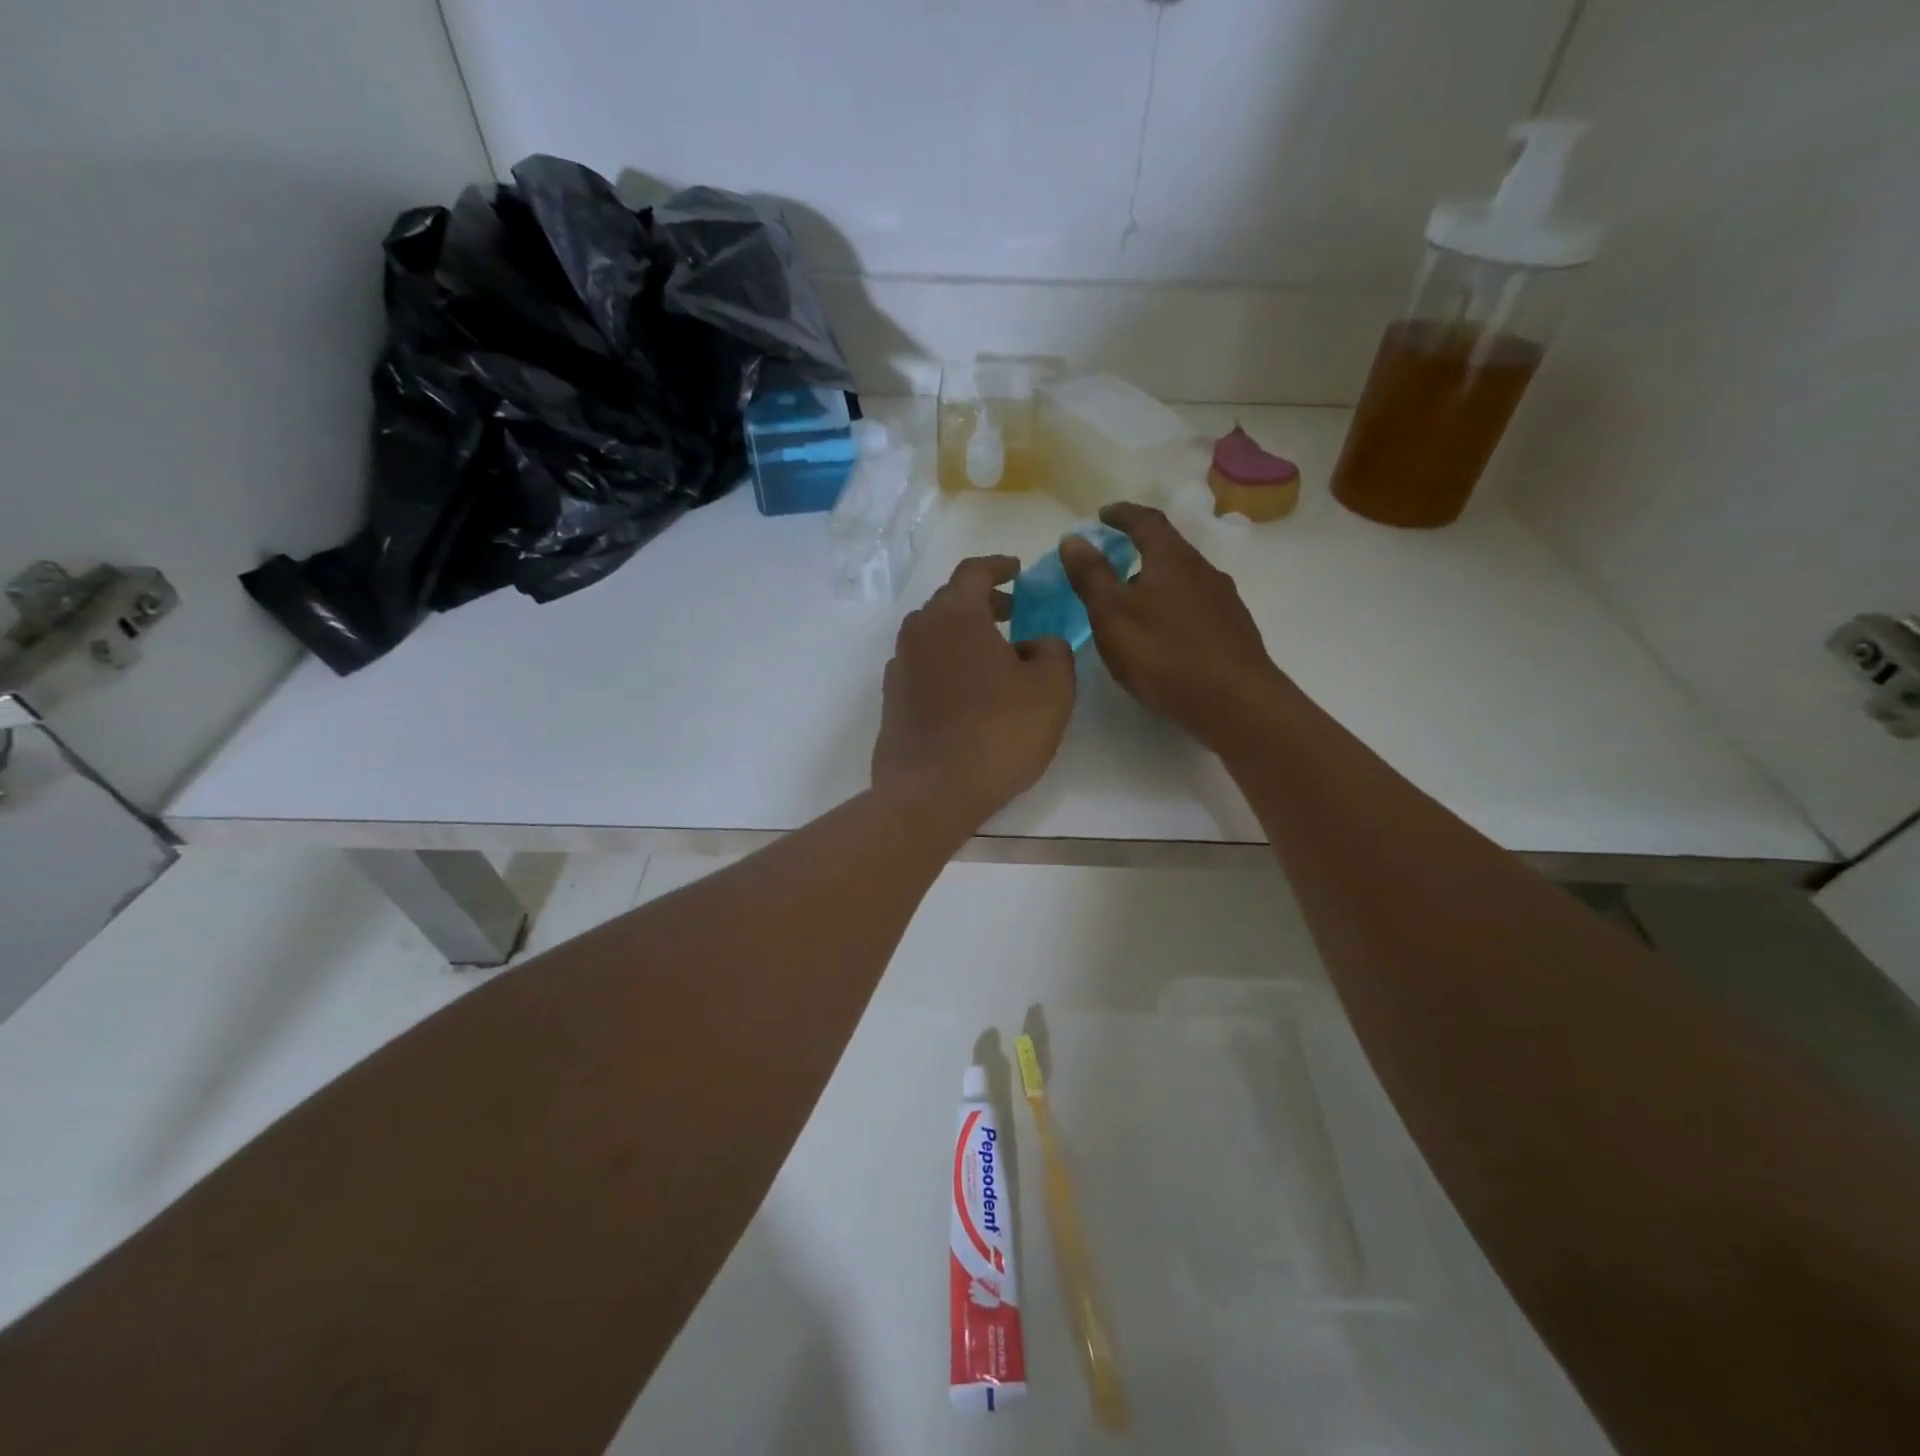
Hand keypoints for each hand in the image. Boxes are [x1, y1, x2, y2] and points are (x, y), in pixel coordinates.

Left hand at [872, 556, 1076, 827]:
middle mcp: (919, 632)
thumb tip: (1036, 643)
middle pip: (949, 601)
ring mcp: (899, 667)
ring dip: (962, 634)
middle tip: (1012, 612)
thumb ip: (1054, 650)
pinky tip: (966, 691)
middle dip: (982, 601)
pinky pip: (922, 666)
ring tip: (993, 654)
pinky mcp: (891, 701)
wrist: (932, 792)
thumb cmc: (998, 733)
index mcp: (955, 616)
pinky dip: (946, 663)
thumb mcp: (1052, 688)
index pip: (973, 572)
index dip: (998, 567)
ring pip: (933, 635)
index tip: (1017, 570)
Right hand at [1059, 503, 1289, 752]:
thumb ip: (1091, 576)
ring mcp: (1225, 601)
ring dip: (1158, 583)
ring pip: (1185, 581)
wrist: (1235, 703)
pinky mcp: (1234, 632)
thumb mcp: (1112, 615)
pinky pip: (1197, 608)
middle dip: (1140, 551)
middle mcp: (1204, 571)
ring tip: (1134, 604)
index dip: (1122, 514)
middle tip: (1112, 564)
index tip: (1103, 514)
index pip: (1146, 521)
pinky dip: (1174, 610)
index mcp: (1172, 559)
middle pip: (1169, 550)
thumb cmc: (1164, 654)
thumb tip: (1073, 538)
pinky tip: (1165, 636)